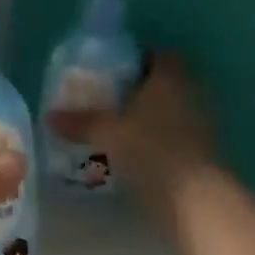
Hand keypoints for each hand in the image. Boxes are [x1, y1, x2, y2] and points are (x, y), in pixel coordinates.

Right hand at [47, 54, 213, 214]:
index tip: (114, 71)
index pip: (159, 54)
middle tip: (110, 100)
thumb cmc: (151, 150)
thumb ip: (81, 122)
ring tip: (119, 129)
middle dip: (140, 90)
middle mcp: (192, 93)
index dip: (138, 59)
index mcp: (171, 77)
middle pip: (165, 83)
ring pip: (172, 111)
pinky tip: (136, 154)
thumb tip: (50, 116)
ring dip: (150, 117)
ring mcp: (203, 124)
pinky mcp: (205, 153)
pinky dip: (159, 140)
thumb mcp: (108, 133)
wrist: (195, 199)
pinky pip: (177, 136)